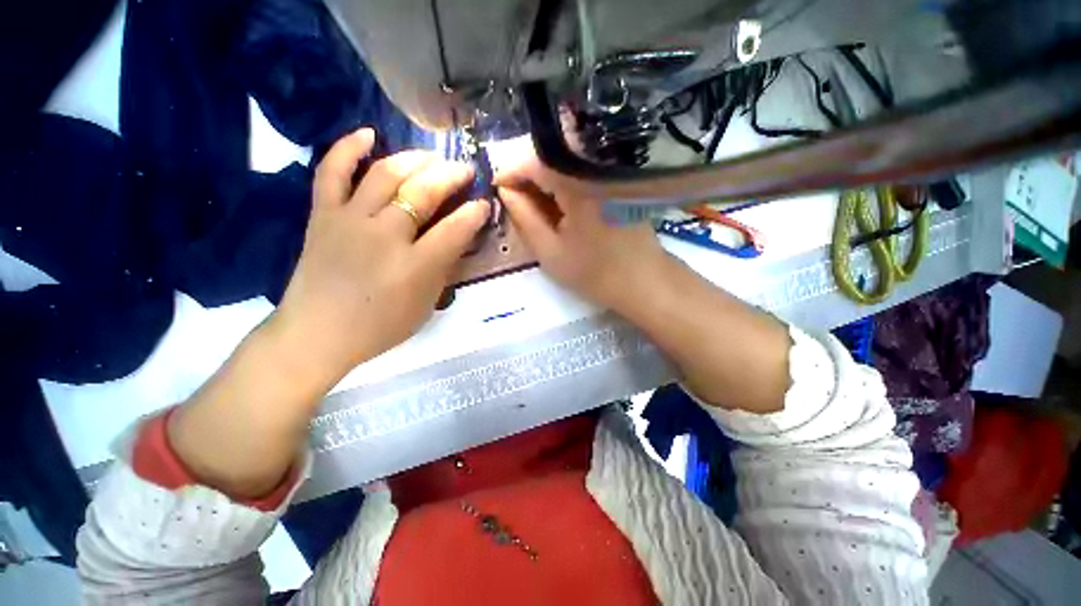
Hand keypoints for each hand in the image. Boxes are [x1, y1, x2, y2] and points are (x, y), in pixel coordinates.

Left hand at [268, 128, 489, 381]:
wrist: (318, 333)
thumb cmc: (380, 326)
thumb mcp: (426, 305)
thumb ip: (444, 268)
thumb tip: (458, 237)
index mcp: (414, 266)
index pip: (455, 229)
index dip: (474, 213)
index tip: (484, 204)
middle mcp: (384, 236)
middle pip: (423, 192)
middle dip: (450, 175)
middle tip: (465, 169)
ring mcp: (349, 220)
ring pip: (385, 174)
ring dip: (414, 159)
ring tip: (432, 156)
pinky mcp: (322, 215)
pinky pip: (331, 171)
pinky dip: (347, 148)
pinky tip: (367, 134)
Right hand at [495, 157, 668, 310]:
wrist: (643, 280)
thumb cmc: (595, 272)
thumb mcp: (550, 251)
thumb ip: (524, 216)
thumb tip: (505, 190)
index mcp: (578, 184)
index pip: (533, 160)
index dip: (510, 170)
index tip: (496, 188)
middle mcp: (595, 167)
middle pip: (550, 155)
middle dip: (525, 174)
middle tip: (512, 198)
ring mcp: (609, 171)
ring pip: (565, 162)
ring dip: (543, 179)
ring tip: (531, 203)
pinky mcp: (616, 179)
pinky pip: (581, 171)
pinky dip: (562, 183)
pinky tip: (556, 203)